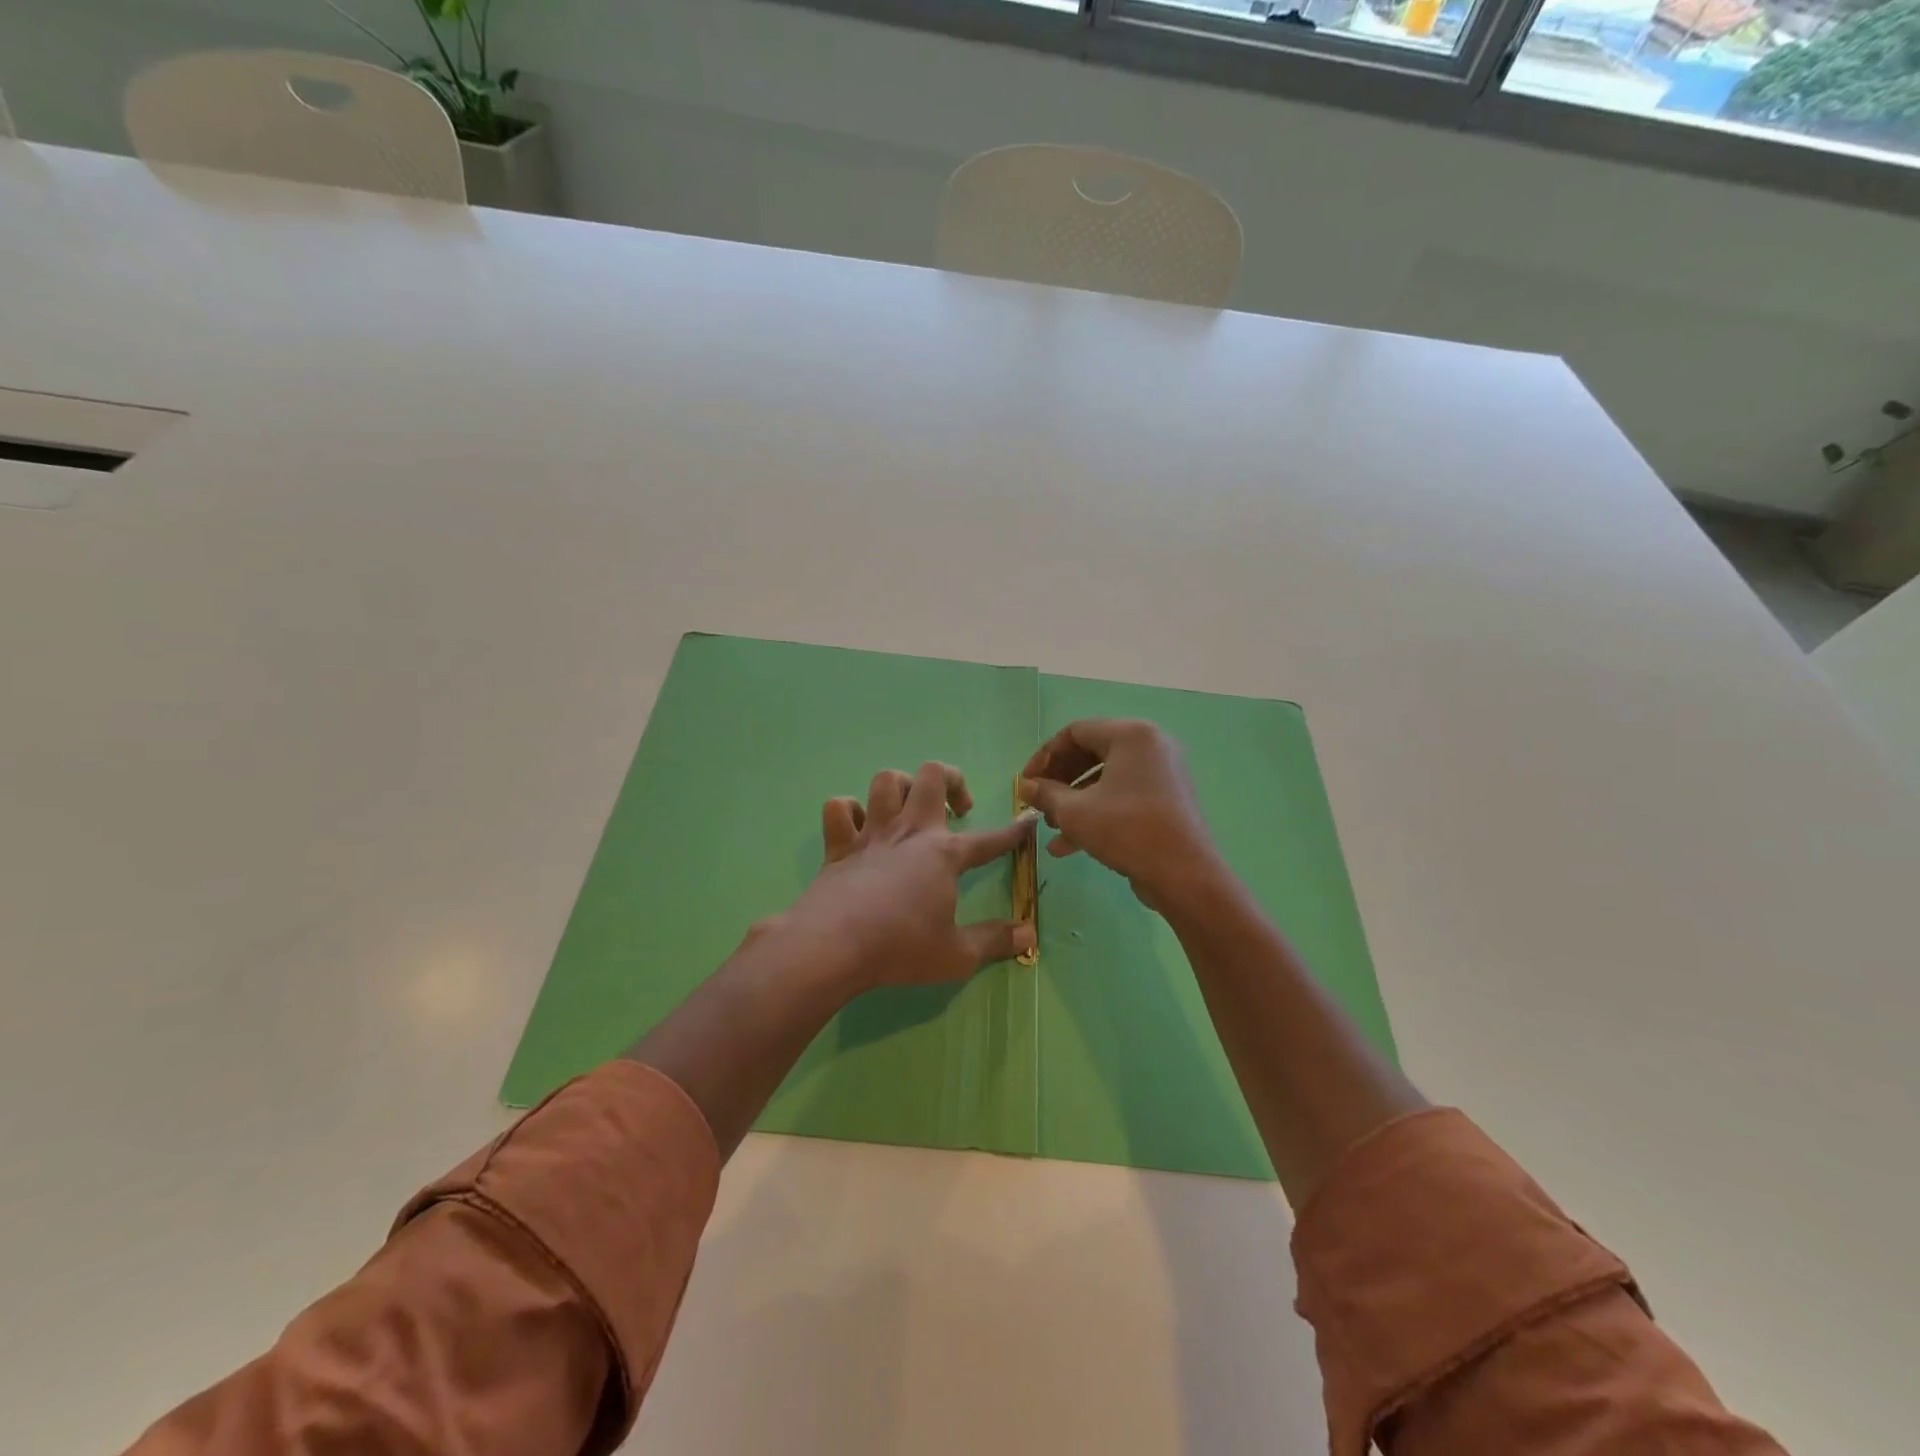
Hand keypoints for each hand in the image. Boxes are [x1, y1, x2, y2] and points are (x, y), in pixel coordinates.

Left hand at [786, 760, 1034, 990]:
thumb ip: (994, 941)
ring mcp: (871, 834)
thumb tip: (1029, 933)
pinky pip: (839, 808)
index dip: (1013, 831)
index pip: (989, 839)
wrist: (832, 945)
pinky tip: (858, 827)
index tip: (1027, 820)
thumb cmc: (900, 948)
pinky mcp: (838, 846)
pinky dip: (849, 811)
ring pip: (886, 781)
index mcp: (944, 854)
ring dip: (901, 786)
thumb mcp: (957, 956)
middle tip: (957, 808)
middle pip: (932, 776)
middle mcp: (910, 832)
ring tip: (909, 808)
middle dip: (952, 779)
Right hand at [1020, 719, 1224, 915]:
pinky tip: (1069, 845)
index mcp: (1131, 735)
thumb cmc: (1126, 830)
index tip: (1026, 782)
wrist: (1184, 874)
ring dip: (1074, 801)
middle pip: (1091, 753)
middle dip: (1060, 781)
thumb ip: (1046, 793)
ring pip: (1106, 779)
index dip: (1045, 757)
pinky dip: (1097, 812)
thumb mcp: (1075, 812)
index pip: (1075, 732)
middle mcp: (1150, 746)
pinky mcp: (1167, 799)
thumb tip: (1025, 786)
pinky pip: (1123, 796)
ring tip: (1052, 827)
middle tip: (1039, 803)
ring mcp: (1162, 773)